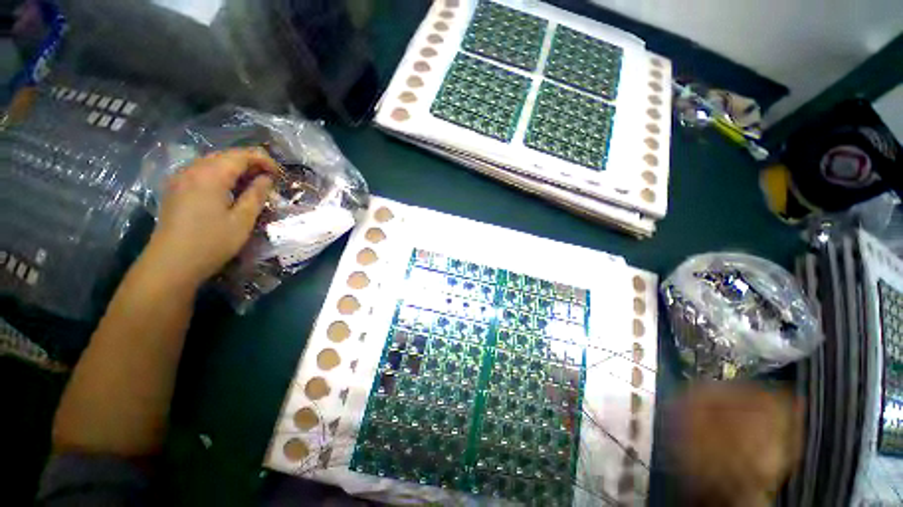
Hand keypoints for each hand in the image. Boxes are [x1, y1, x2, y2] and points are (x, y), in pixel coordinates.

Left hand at [141, 148, 277, 288]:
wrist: (171, 263)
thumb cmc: (211, 242)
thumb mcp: (242, 220)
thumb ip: (256, 195)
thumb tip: (266, 178)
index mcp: (210, 176)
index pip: (241, 155)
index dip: (263, 160)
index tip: (279, 173)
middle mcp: (193, 170)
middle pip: (225, 155)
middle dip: (250, 162)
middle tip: (269, 178)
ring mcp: (180, 178)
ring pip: (212, 162)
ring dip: (235, 168)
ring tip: (253, 183)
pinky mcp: (175, 188)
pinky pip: (201, 171)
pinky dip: (220, 174)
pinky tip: (229, 189)